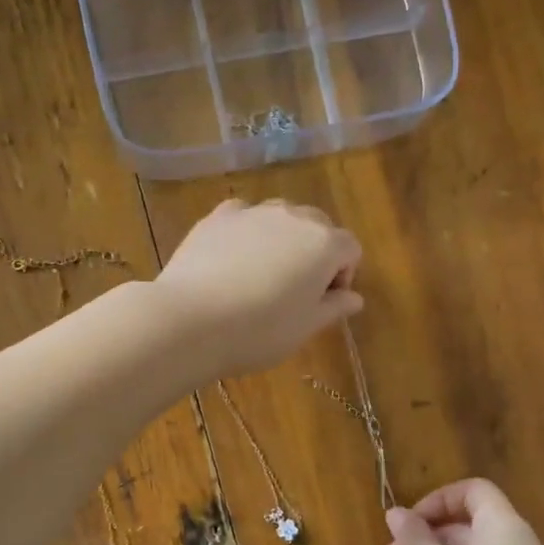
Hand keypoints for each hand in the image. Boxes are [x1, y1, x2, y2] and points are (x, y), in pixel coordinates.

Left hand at [153, 199, 363, 376]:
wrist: (190, 320)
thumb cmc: (258, 331)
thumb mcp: (304, 328)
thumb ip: (334, 308)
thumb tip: (354, 297)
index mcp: (324, 244)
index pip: (350, 249)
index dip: (343, 275)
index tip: (324, 302)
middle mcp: (293, 217)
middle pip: (318, 226)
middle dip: (315, 252)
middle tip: (296, 290)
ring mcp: (252, 212)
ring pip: (280, 217)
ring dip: (282, 239)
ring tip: (262, 274)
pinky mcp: (217, 217)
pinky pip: (243, 217)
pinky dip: (247, 233)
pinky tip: (232, 260)